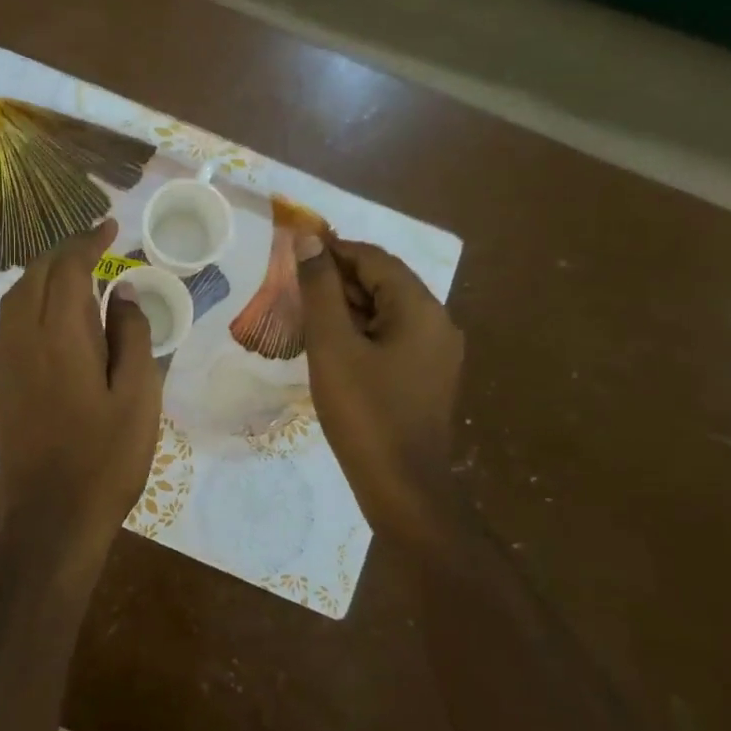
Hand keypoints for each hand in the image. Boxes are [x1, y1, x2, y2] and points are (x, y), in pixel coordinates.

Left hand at [0, 219, 162, 567]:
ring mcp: (5, 361)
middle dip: (65, 251)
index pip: (67, 267)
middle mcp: (22, 338)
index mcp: (59, 336)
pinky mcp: (0, 382)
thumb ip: (132, 336)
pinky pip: (11, 320)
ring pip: (18, 296)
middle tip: (97, 244)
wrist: (50, 519)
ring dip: (45, 273)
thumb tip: (122, 292)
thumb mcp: (138, 396)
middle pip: (36, 275)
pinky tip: (54, 313)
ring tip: (77, 270)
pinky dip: (32, 299)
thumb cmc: (105, 458)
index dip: (88, 241)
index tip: (110, 226)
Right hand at [296, 235, 463, 543]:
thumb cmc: (365, 412)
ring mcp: (436, 352)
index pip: (374, 258)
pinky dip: (360, 331)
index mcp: (420, 308)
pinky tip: (330, 346)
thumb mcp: (332, 346)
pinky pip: (391, 336)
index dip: (332, 251)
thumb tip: (308, 240)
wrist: (404, 490)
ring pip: (386, 310)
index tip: (293, 254)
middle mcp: (437, 322)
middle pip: (383, 282)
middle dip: (338, 279)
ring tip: (305, 315)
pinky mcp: (427, 376)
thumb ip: (320, 289)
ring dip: (347, 306)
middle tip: (293, 288)